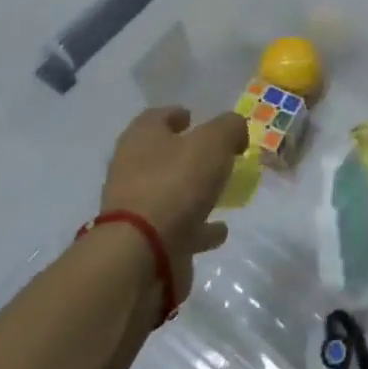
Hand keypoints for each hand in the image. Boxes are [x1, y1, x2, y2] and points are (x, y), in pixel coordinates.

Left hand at [99, 106, 245, 299]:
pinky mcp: (146, 242)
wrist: (142, 253)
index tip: (196, 119)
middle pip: (162, 155)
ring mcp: (137, 208)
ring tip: (223, 193)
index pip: (156, 117)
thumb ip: (229, 127)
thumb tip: (235, 128)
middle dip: (188, 155)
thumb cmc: (175, 183)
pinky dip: (199, 227)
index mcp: (141, 138)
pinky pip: (179, 227)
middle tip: (218, 156)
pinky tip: (220, 230)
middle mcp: (132, 169)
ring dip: (194, 192)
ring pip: (170, 191)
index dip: (177, 114)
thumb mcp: (213, 142)